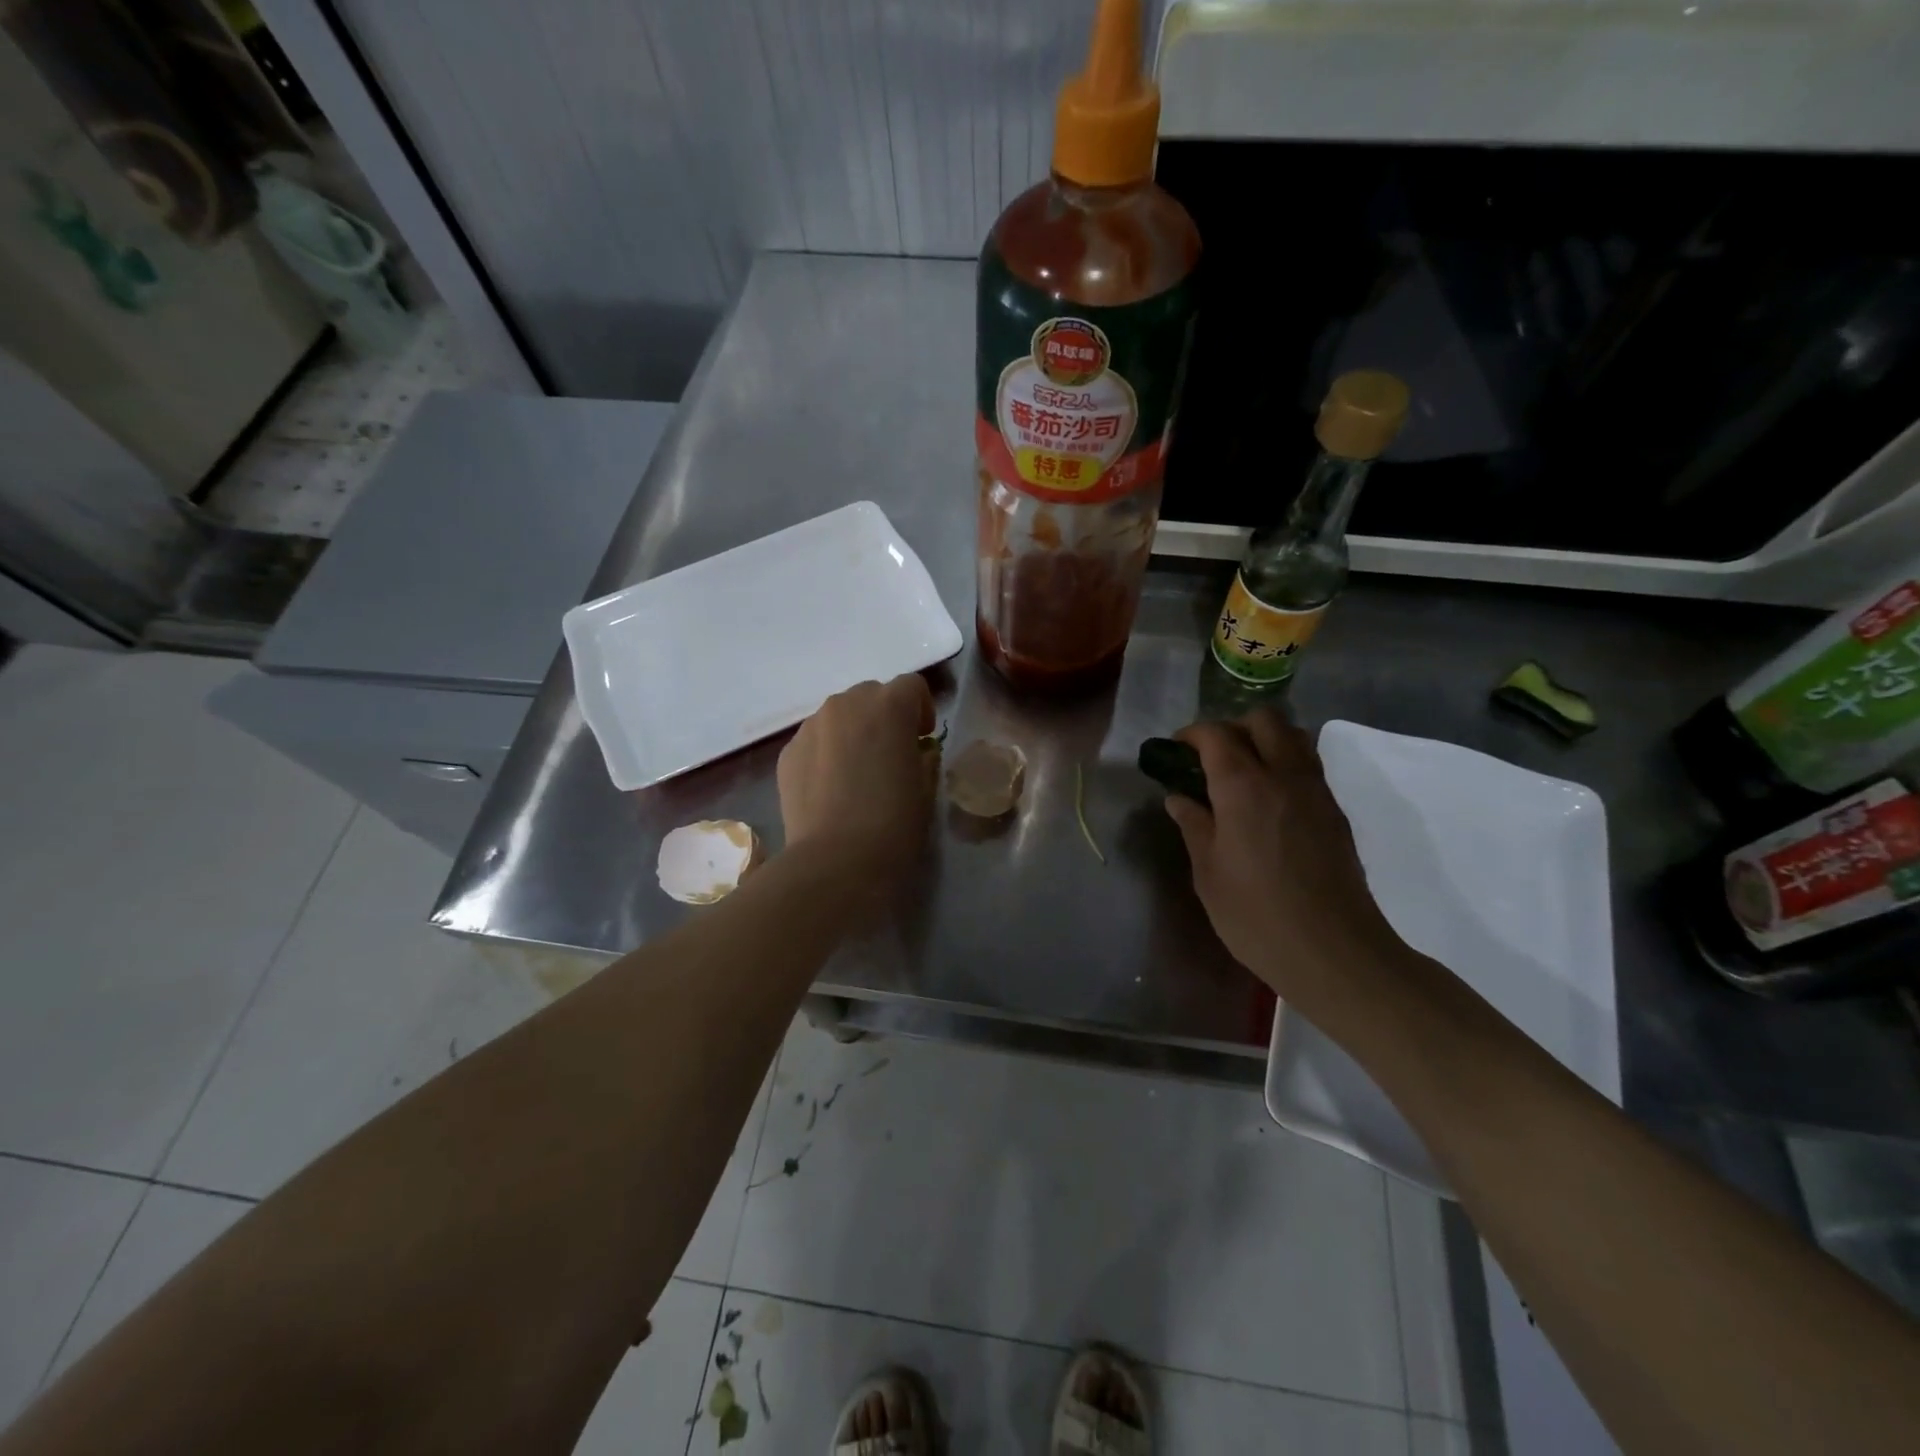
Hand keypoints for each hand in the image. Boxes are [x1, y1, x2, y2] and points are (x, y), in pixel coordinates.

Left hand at [778, 674, 935, 879]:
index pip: (911, 686)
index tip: (921, 740)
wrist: (836, 861)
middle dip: (883, 718)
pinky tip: (830, 790)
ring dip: (852, 733)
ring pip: (839, 716)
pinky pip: (815, 741)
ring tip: (855, 774)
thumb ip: (922, 757)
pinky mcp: (787, 752)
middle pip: (870, 695)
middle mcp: (846, 704)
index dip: (921, 709)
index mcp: (888, 706)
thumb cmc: (894, 823)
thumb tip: (913, 752)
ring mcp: (811, 726)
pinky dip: (826, 754)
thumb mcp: (925, 787)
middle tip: (889, 756)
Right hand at [1165, 708, 1407, 1007]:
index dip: (1191, 735)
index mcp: (1243, 786)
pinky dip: (1285, 764)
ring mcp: (1316, 791)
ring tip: (1241, 774)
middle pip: (1263, 720)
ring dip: (1264, 740)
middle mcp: (1284, 775)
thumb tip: (1179, 798)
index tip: (1174, 751)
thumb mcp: (1208, 873)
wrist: (1334, 952)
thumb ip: (1194, 826)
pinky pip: (1309, 766)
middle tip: (1210, 758)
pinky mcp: (1335, 812)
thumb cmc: (1256, 915)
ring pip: (1294, 736)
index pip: (1216, 735)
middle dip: (1232, 727)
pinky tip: (1267, 802)